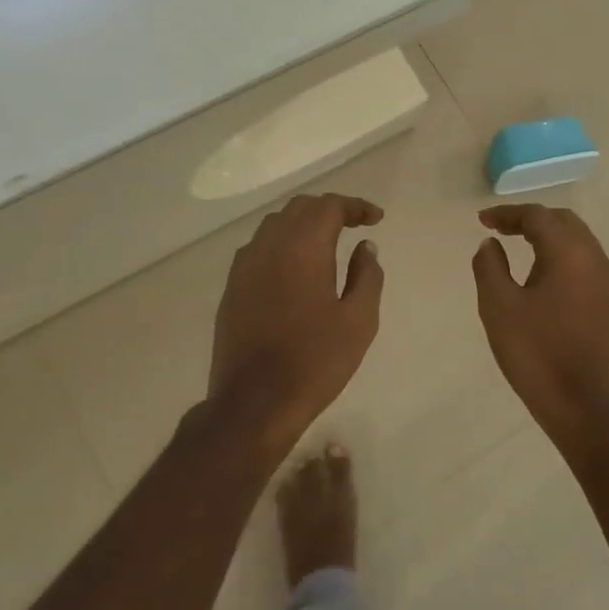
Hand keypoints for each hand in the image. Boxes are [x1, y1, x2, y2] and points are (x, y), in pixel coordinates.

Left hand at [209, 194, 384, 441]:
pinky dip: (283, 244)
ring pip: (276, 225)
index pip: (329, 206)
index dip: (356, 206)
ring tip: (327, 243)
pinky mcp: (232, 287)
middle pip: (300, 208)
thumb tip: (366, 247)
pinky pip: (260, 248)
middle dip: (330, 210)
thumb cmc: (315, 361)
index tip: (376, 219)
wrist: (254, 402)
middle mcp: (269, 246)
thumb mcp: (359, 320)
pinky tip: (296, 267)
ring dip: (304, 224)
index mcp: (302, 247)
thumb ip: (367, 276)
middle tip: (355, 225)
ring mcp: (244, 266)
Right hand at [472, 205, 608, 435]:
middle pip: (562, 221)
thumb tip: (491, 244)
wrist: (581, 403)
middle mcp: (593, 258)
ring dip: (546, 235)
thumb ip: (489, 266)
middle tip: (499, 228)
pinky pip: (583, 260)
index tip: (482, 221)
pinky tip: (539, 270)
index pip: (537, 216)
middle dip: (529, 219)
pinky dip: (559, 253)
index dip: (507, 214)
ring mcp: (605, 280)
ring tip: (516, 243)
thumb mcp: (499, 306)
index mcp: (569, 252)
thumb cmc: (535, 351)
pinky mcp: (607, 301)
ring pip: (576, 239)